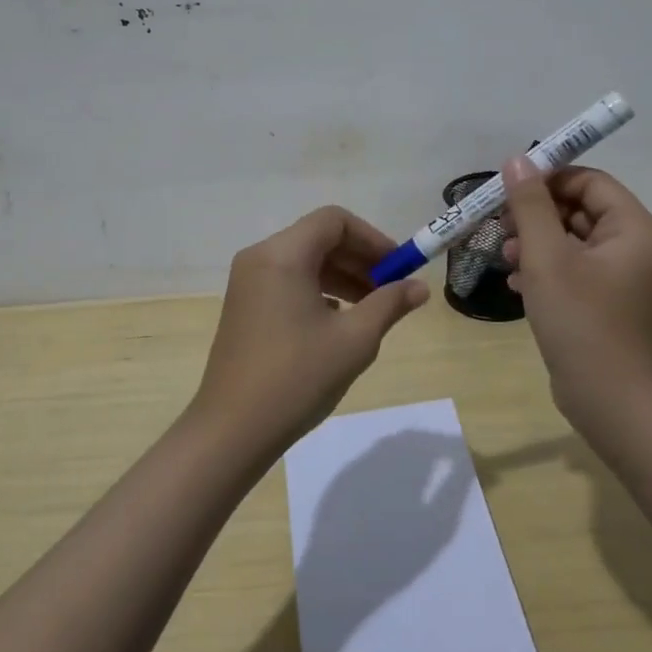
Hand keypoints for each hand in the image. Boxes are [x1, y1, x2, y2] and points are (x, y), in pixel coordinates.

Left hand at [193, 206, 428, 457]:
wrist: (232, 430)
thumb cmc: (297, 377)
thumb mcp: (354, 340)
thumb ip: (389, 304)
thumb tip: (420, 287)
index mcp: (282, 255)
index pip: (334, 221)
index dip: (372, 238)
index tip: (399, 267)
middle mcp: (260, 257)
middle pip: (318, 237)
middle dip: (359, 258)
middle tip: (392, 288)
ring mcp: (247, 282)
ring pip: (304, 261)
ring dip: (341, 276)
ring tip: (373, 307)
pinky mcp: (244, 306)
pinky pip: (288, 281)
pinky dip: (318, 290)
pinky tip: (338, 321)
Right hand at [501, 158, 651, 434]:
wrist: (610, 401)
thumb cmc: (581, 320)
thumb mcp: (547, 257)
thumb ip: (530, 205)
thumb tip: (518, 160)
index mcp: (632, 228)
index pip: (588, 180)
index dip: (548, 178)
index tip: (508, 188)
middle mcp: (632, 246)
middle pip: (578, 207)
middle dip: (536, 213)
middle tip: (500, 224)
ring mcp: (619, 276)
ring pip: (570, 239)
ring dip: (535, 241)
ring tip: (504, 256)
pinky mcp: (603, 301)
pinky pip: (571, 268)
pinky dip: (543, 268)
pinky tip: (515, 283)